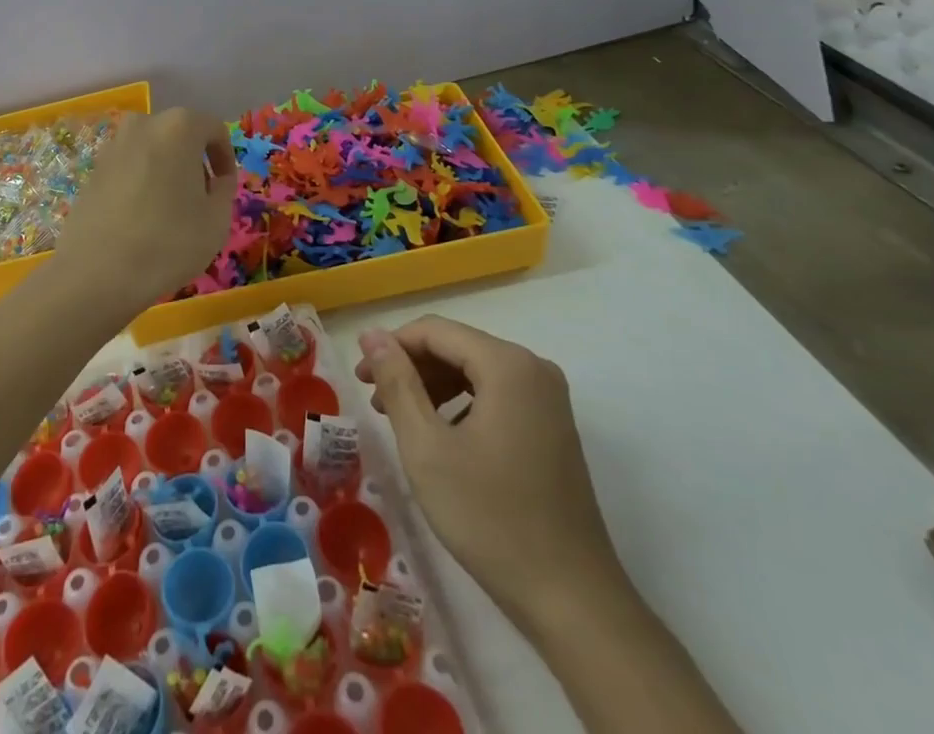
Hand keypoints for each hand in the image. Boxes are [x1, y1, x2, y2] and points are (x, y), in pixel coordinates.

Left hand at [57, 108, 238, 310]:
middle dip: (195, 162)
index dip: (226, 158)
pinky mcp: (93, 170)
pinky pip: (130, 168)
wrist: (95, 273)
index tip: (226, 187)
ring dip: (167, 172)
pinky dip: (142, 183)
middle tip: (201, 200)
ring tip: (171, 212)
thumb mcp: (217, 220)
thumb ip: (225, 190)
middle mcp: (143, 124)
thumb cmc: (168, 242)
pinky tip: (142, 219)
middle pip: (180, 136)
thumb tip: (217, 180)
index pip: (214, 129)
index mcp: (179, 126)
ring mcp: (113, 145)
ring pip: (153, 151)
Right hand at [355, 316, 628, 638]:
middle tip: (373, 400)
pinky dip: (461, 405)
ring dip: (433, 387)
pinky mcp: (553, 426)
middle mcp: (533, 367)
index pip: (435, 331)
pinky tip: (441, 437)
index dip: (391, 347)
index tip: (360, 377)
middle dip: (411, 368)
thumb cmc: (491, 519)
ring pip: (475, 371)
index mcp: (507, 364)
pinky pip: (496, 395)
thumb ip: (397, 382)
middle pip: (456, 347)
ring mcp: (548, 398)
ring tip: (398, 419)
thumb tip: (372, 334)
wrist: (573, 601)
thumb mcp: (427, 448)